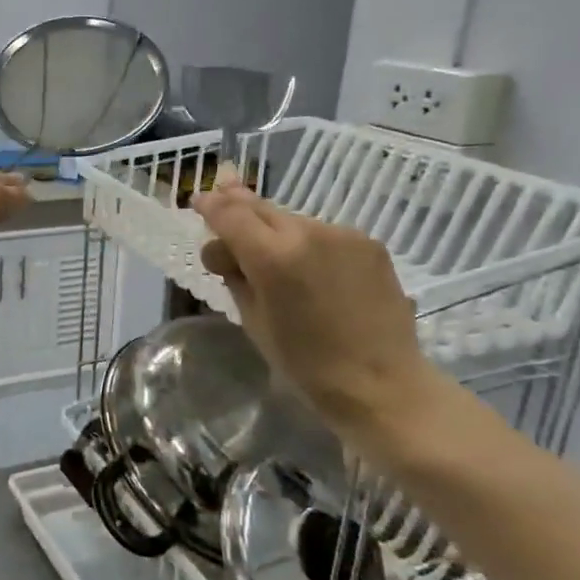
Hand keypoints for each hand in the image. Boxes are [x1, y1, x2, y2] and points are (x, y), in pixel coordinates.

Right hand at [192, 180, 441, 441]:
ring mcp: (343, 234)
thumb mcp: (254, 321)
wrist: (381, 383)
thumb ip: (234, 275)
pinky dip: (307, 243)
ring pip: (293, 220)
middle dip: (238, 204)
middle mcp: (308, 233)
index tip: (198, 200)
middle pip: (261, 207)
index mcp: (272, 257)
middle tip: (222, 196)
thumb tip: (221, 250)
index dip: (211, 205)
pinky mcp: (369, 243)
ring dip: (274, 229)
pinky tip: (309, 267)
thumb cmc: (306, 364)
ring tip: (269, 249)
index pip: (230, 215)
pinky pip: (324, 234)